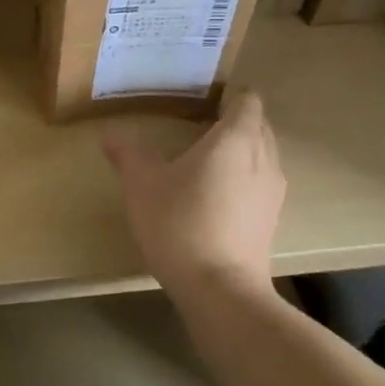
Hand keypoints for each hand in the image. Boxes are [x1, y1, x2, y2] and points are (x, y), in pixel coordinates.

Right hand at [102, 89, 286, 293]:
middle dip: (233, 120)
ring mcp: (273, 191)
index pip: (248, 100)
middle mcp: (264, 158)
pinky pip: (262, 181)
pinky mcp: (272, 219)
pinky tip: (215, 194)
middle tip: (197, 123)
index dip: (229, 95)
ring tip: (205, 159)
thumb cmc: (181, 224)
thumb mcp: (142, 184)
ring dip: (241, 150)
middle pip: (259, 125)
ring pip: (263, 154)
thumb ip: (128, 153)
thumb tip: (110, 133)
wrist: (221, 290)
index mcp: (236, 139)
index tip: (202, 99)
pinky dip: (245, 177)